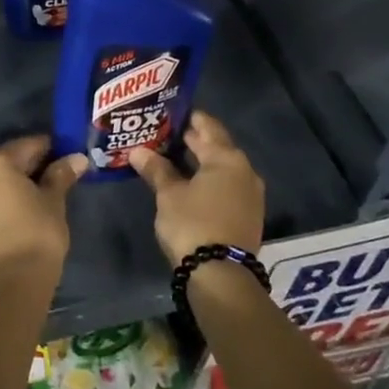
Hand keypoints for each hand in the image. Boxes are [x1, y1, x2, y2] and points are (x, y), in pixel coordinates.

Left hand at [0, 135, 86, 288]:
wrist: (9, 283)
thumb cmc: (37, 234)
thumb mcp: (54, 202)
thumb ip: (61, 175)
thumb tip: (76, 158)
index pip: (27, 146)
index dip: (48, 151)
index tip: (62, 159)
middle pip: (3, 166)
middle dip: (23, 171)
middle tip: (46, 185)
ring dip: (3, 192)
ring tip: (24, 208)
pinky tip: (6, 226)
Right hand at [128, 112, 264, 268]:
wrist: (221, 274)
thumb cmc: (193, 224)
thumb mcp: (169, 194)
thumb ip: (156, 169)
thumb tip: (138, 151)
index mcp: (227, 158)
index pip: (207, 126)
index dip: (188, 118)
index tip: (168, 113)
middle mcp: (245, 170)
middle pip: (217, 146)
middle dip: (192, 140)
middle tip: (164, 134)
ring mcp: (250, 194)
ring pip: (222, 168)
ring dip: (200, 162)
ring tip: (172, 158)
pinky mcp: (248, 214)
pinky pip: (226, 186)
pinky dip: (209, 180)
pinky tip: (190, 184)